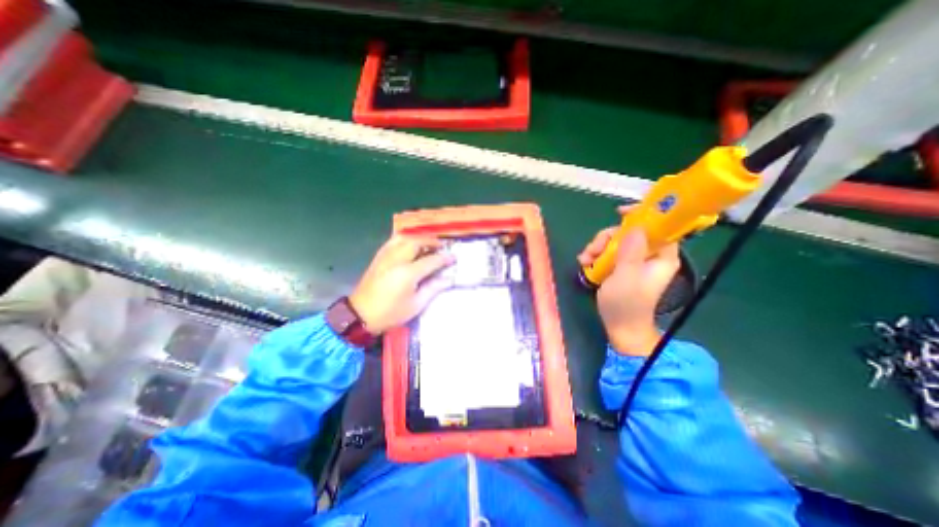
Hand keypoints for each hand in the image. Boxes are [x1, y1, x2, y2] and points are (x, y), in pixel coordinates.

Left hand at [349, 234, 457, 332]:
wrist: (360, 315)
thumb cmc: (390, 313)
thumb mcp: (415, 305)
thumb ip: (433, 289)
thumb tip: (448, 279)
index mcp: (407, 273)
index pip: (431, 260)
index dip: (444, 258)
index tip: (454, 257)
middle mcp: (397, 260)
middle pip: (417, 242)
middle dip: (432, 242)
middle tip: (442, 247)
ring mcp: (385, 257)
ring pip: (404, 238)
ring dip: (418, 238)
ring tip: (427, 243)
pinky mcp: (378, 258)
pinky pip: (393, 241)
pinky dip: (405, 239)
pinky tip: (409, 244)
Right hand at [576, 207, 679, 355]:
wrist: (620, 327)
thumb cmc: (626, 304)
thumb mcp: (626, 277)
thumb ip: (631, 251)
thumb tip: (635, 227)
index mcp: (661, 256)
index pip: (659, 226)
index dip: (642, 215)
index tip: (619, 212)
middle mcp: (649, 254)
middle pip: (629, 232)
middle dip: (608, 238)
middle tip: (593, 249)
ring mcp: (633, 260)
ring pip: (615, 241)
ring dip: (597, 247)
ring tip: (585, 261)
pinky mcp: (620, 266)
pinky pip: (608, 251)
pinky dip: (595, 255)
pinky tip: (585, 263)